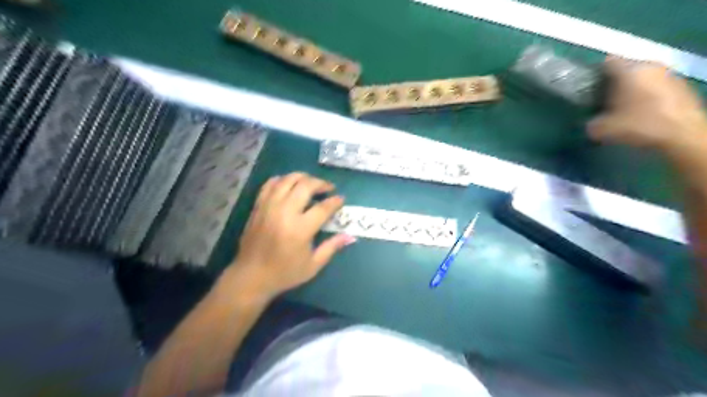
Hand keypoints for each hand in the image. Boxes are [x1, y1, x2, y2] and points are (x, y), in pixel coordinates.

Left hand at [225, 171, 356, 300]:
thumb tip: (350, 236)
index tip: (341, 199)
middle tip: (328, 188)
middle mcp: (285, 212)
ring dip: (303, 177)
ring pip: (288, 180)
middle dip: (321, 183)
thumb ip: (332, 247)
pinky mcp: (258, 206)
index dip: (335, 201)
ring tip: (311, 183)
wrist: (251, 276)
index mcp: (300, 229)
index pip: (323, 207)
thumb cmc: (284, 273)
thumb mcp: (313, 265)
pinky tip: (289, 184)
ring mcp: (269, 207)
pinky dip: (282, 180)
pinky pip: (270, 184)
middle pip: (305, 186)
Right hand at [586, 55, 706, 151]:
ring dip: (633, 88)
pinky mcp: (682, 85)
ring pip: (643, 76)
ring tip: (626, 106)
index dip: (597, 74)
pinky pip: (657, 85)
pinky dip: (648, 94)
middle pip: (627, 68)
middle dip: (616, 82)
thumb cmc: (639, 125)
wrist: (682, 134)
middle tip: (606, 99)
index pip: (608, 62)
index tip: (592, 88)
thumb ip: (592, 123)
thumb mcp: (603, 129)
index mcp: (628, 71)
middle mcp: (650, 66)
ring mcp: (669, 74)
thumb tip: (592, 122)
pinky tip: (644, 111)